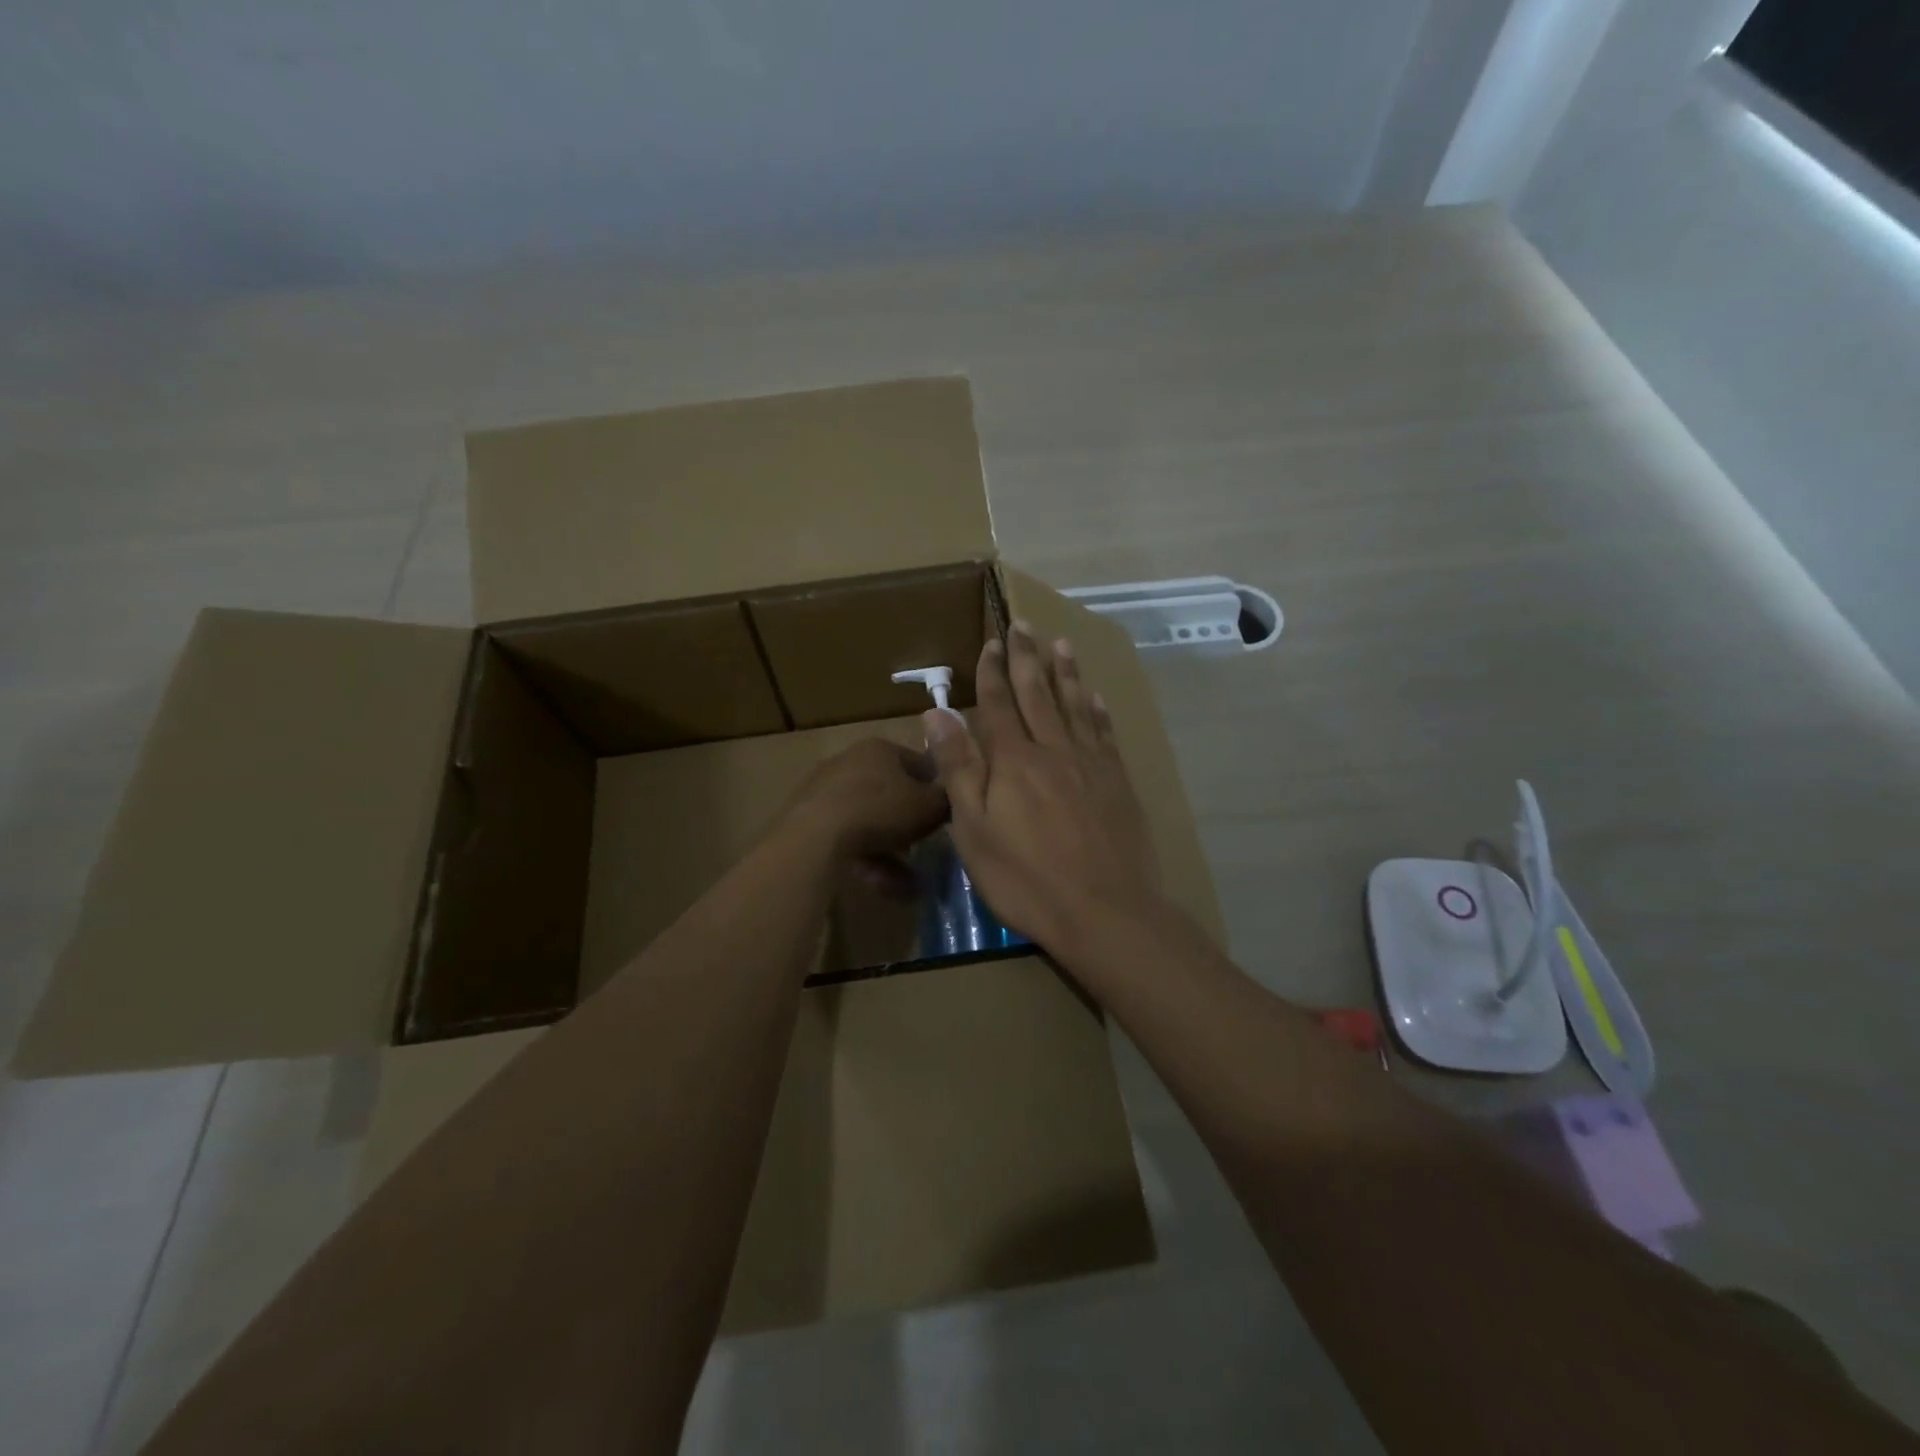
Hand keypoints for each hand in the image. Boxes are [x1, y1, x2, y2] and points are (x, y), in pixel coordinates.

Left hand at [777, 738, 948, 870]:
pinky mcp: (807, 820)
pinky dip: (868, 860)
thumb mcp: (930, 806)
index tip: (948, 815)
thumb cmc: (880, 810)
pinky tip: (885, 887)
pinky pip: (847, 839)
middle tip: (926, 848)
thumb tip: (954, 800)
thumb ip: (947, 800)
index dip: (938, 789)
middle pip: (892, 794)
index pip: (920, 764)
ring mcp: (825, 791)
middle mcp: (850, 762)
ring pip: (869, 822)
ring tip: (910, 883)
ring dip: (891, 850)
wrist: (815, 836)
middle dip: (910, 824)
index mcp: (880, 749)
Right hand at [924, 623, 1162, 950]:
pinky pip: (1104, 734)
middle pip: (1037, 694)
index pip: (997, 704)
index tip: (991, 642)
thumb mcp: (973, 829)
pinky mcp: (1117, 782)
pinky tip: (1095, 697)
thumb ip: (957, 768)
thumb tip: (936, 714)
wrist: (1103, 910)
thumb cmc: (1026, 877)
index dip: (992, 672)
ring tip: (1060, 644)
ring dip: (1066, 673)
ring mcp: (1089, 764)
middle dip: (1027, 658)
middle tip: (1023, 626)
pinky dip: (1097, 711)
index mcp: (1012, 760)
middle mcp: (1052, 750)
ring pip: (1074, 706)